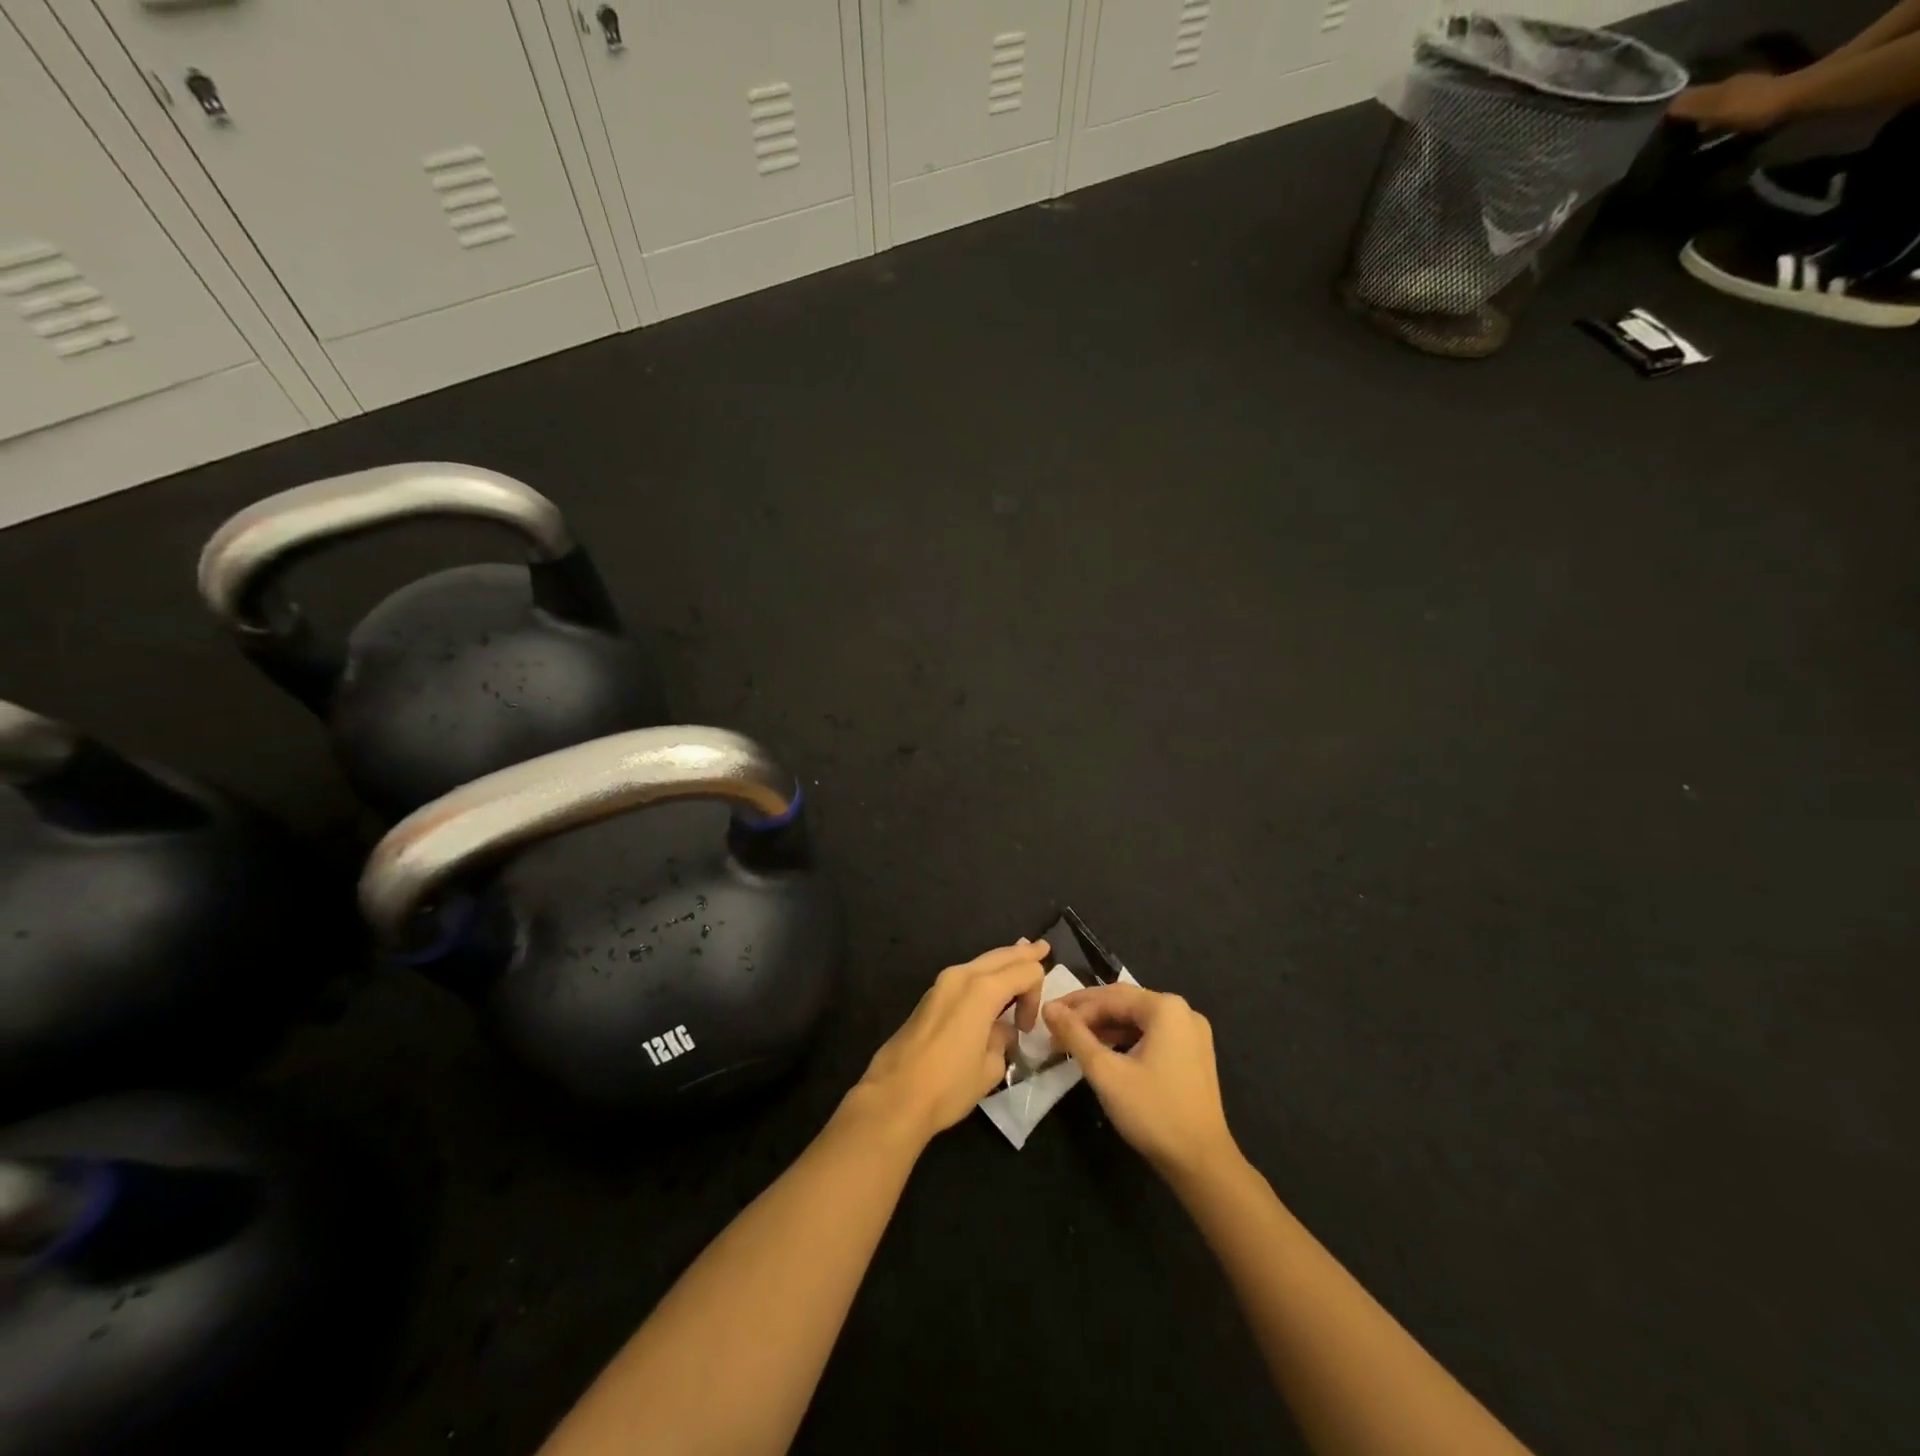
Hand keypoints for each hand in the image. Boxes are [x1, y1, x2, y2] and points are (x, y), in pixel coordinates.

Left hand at [851, 940, 1048, 1145]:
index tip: (1027, 1028)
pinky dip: (984, 973)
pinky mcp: (930, 997)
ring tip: (1020, 954)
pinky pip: (966, 975)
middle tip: (1042, 948)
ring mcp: (942, 983)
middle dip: (1023, 954)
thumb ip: (1003, 1040)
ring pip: (981, 962)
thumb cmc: (948, 1085)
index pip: (1025, 971)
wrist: (894, 1096)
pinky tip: (992, 978)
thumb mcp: (990, 1067)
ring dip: (1002, 962)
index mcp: (982, 990)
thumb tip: (1000, 1031)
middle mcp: (962, 976)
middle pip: (1001, 956)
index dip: (1036, 995)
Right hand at [1044, 984, 1238, 1181]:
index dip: (1074, 1007)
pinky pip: (1151, 1035)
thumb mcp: (1106, 1072)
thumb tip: (1048, 1008)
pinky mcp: (1193, 1054)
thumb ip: (1075, 1035)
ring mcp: (1191, 1033)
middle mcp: (1182, 1011)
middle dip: (1088, 1014)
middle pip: (1124, 1003)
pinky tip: (1103, 1052)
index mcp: (1165, 1008)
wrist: (1202, 1163)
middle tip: (1055, 1026)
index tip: (1047, 1019)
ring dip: (1105, 1028)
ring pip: (1137, 1020)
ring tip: (1073, 1040)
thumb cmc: (1152, 1112)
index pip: (1109, 997)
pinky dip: (1125, 1040)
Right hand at [1668, 72, 1798, 131]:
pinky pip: (1732, 119)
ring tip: (1693, 146)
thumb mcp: (1715, 106)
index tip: (1661, 136)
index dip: (1674, 116)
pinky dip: (1722, 129)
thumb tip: (1667, 108)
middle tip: (1674, 144)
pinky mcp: (1762, 107)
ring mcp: (1751, 95)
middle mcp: (1736, 86)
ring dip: (1706, 125)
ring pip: (1719, 111)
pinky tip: (1717, 142)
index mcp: (1722, 85)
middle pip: (1704, 104)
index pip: (1689, 98)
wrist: (1798, 101)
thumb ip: (1691, 106)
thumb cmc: (1751, 106)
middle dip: (1689, 121)